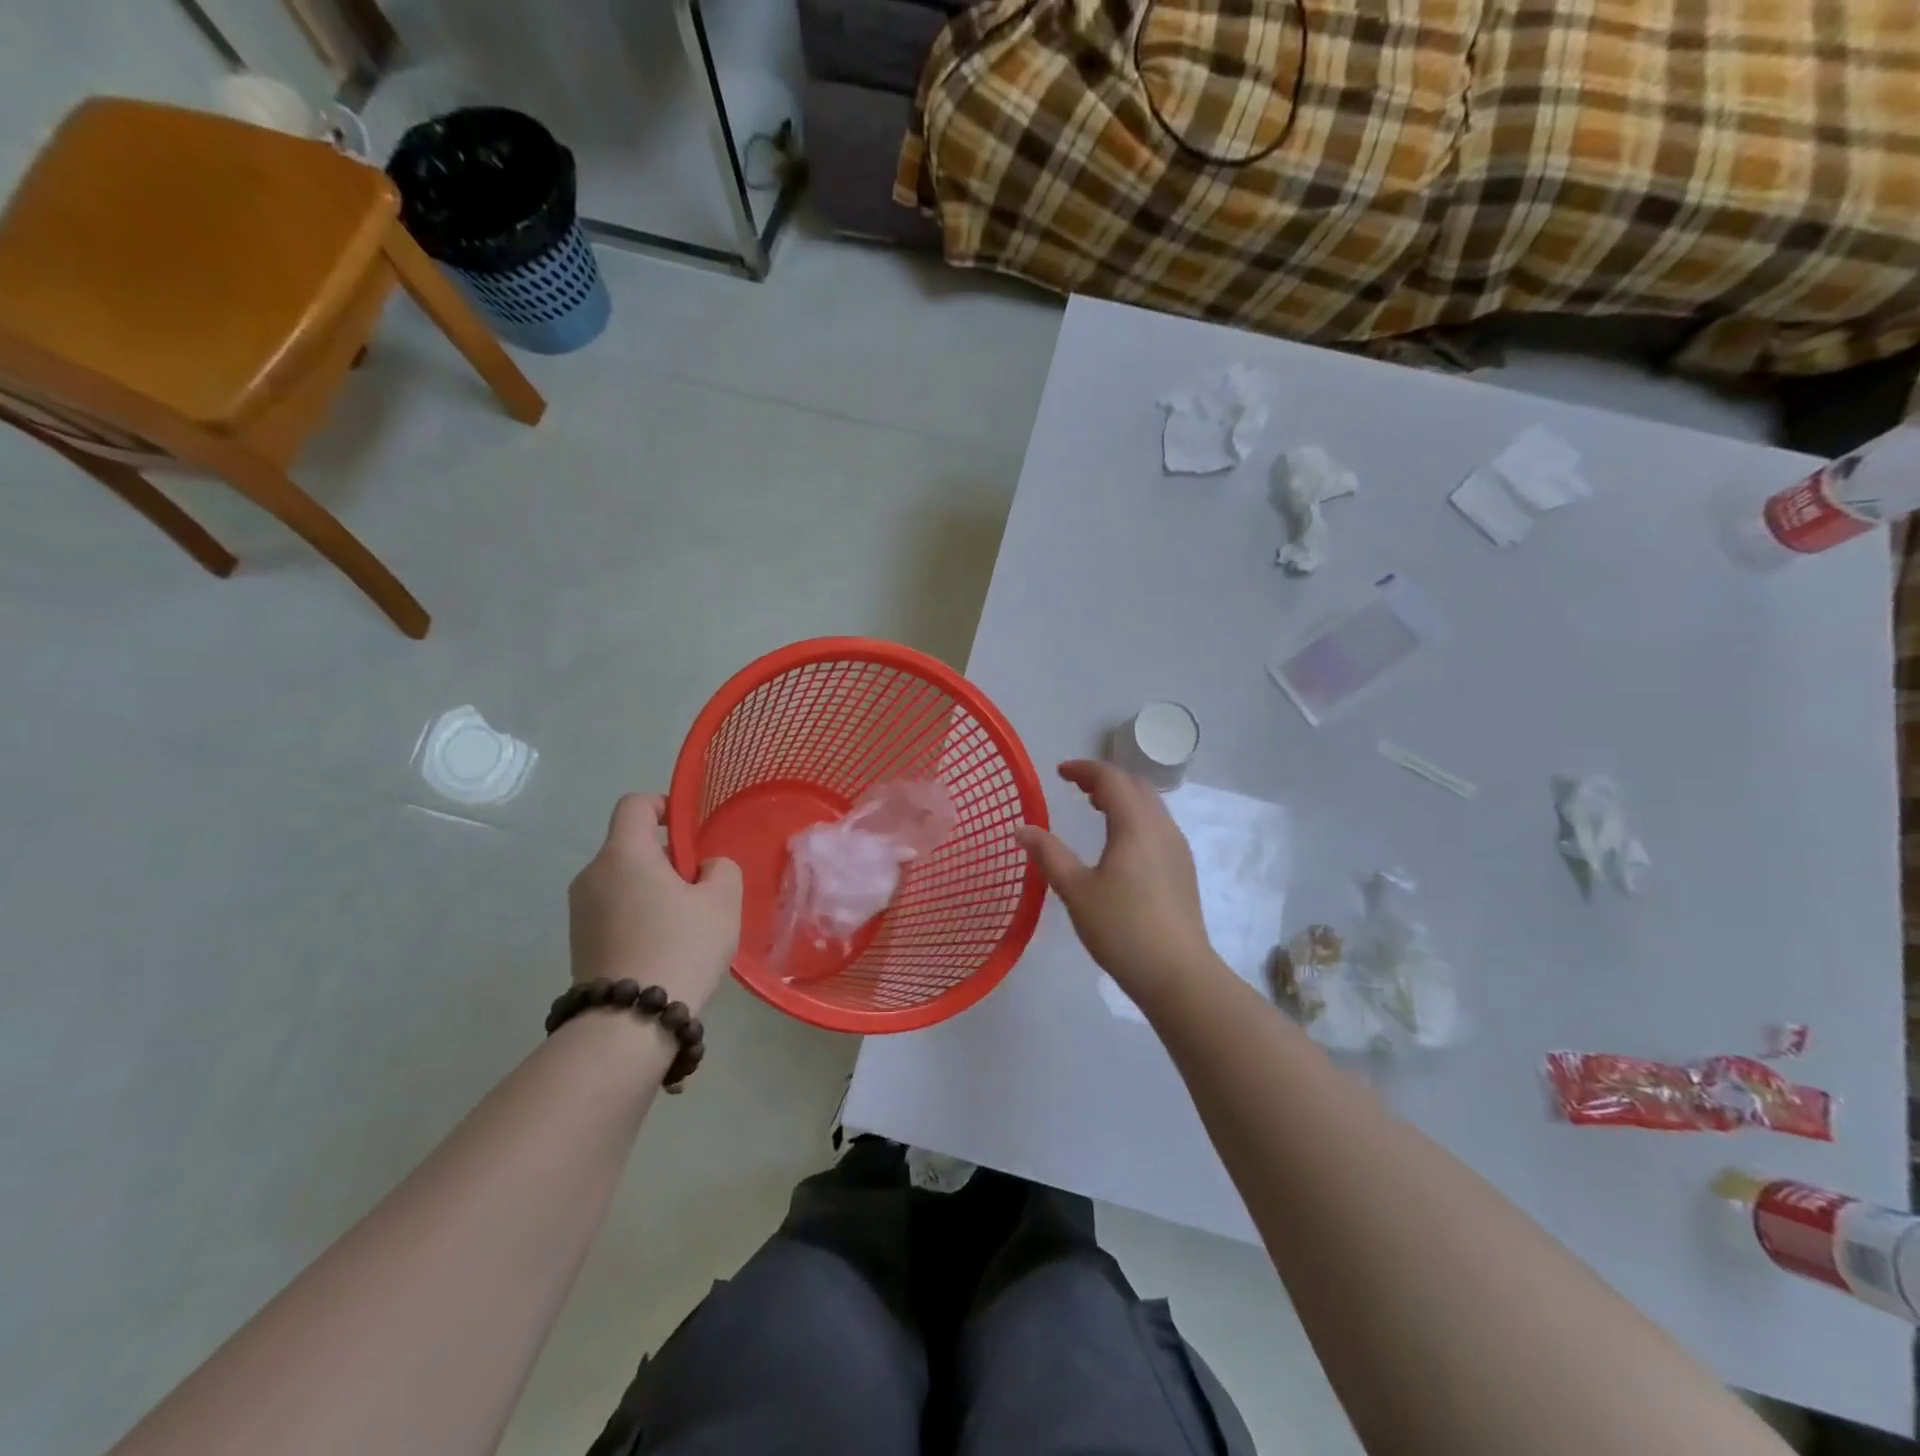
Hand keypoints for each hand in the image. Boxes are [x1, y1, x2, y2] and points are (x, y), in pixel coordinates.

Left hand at [569, 794, 741, 1013]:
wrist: (628, 1023)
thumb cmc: (681, 947)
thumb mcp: (722, 901)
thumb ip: (720, 869)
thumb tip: (703, 869)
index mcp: (624, 853)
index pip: (635, 804)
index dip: (664, 807)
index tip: (689, 834)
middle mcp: (593, 874)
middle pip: (631, 846)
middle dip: (667, 859)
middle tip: (700, 890)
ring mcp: (580, 911)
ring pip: (624, 881)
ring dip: (654, 890)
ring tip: (685, 926)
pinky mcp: (579, 943)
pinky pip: (614, 911)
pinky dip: (638, 916)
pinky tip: (664, 949)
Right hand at [1016, 760, 1221, 1005]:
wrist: (1178, 974)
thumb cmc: (1122, 928)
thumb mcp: (1076, 891)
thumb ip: (1049, 855)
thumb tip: (1022, 829)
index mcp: (1136, 825)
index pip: (1111, 778)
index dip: (1084, 769)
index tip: (1060, 773)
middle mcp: (1162, 828)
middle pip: (1136, 785)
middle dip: (1105, 779)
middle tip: (1076, 787)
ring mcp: (1177, 848)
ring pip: (1150, 805)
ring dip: (1123, 797)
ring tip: (1096, 809)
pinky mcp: (1183, 869)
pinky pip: (1158, 825)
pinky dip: (1135, 817)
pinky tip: (1120, 844)